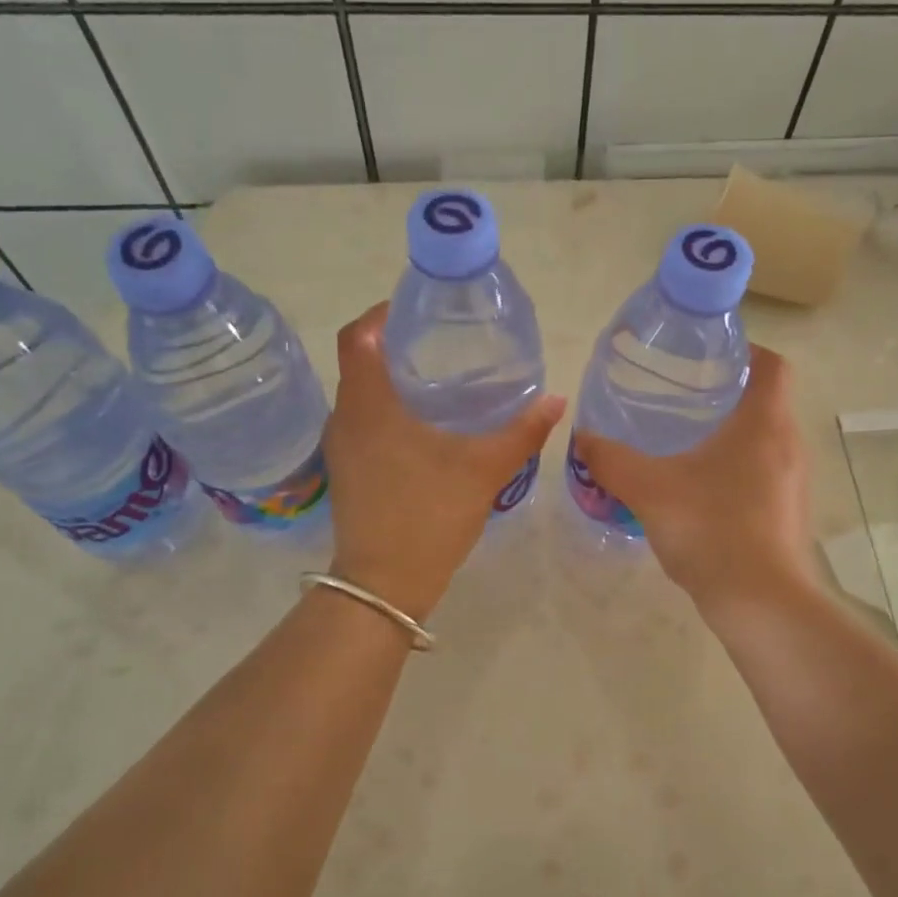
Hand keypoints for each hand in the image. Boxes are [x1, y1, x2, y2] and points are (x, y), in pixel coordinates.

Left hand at [323, 303, 565, 618]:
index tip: (419, 310)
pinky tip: (424, 426)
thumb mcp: (483, 471)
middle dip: (395, 345)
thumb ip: (521, 433)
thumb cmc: (429, 517)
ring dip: (391, 380)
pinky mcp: (347, 471)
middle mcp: (345, 418)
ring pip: (361, 395)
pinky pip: (363, 423)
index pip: (359, 336)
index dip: (383, 314)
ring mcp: (341, 447)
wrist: (384, 585)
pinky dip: (387, 410)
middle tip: (442, 343)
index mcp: (369, 405)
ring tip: (439, 380)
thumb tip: (556, 401)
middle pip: (359, 361)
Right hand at [572, 346, 811, 609]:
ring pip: (764, 441)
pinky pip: (764, 475)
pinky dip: (736, 470)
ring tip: (684, 442)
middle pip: (766, 401)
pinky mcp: (788, 514)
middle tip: (681, 398)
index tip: (707, 358)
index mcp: (765, 423)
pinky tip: (699, 491)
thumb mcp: (649, 490)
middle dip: (726, 394)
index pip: (771, 365)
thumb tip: (582, 439)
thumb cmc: (712, 530)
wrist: (760, 603)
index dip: (744, 352)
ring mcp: (794, 483)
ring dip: (731, 435)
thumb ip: (612, 461)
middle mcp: (789, 445)